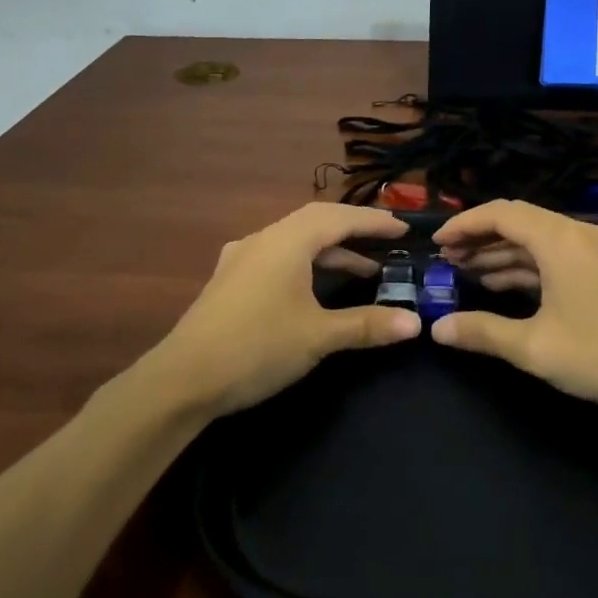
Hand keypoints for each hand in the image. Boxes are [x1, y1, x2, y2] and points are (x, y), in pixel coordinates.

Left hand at [153, 203, 420, 414]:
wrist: (182, 379)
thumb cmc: (256, 347)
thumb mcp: (318, 336)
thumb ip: (367, 325)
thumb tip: (415, 323)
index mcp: (286, 241)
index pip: (339, 218)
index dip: (374, 221)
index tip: (404, 228)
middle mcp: (263, 239)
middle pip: (316, 222)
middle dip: (354, 230)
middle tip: (387, 240)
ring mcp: (242, 258)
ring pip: (295, 241)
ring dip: (330, 251)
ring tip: (364, 270)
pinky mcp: (230, 280)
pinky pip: (278, 257)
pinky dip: (306, 264)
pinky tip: (313, 285)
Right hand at [430, 200, 597, 416]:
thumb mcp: (535, 348)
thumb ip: (482, 333)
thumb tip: (438, 329)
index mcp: (559, 240)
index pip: (501, 214)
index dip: (464, 224)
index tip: (436, 243)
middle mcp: (577, 234)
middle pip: (518, 222)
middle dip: (479, 238)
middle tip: (446, 260)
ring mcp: (595, 250)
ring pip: (537, 240)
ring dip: (501, 253)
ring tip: (466, 272)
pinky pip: (555, 255)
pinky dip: (526, 266)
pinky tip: (505, 285)